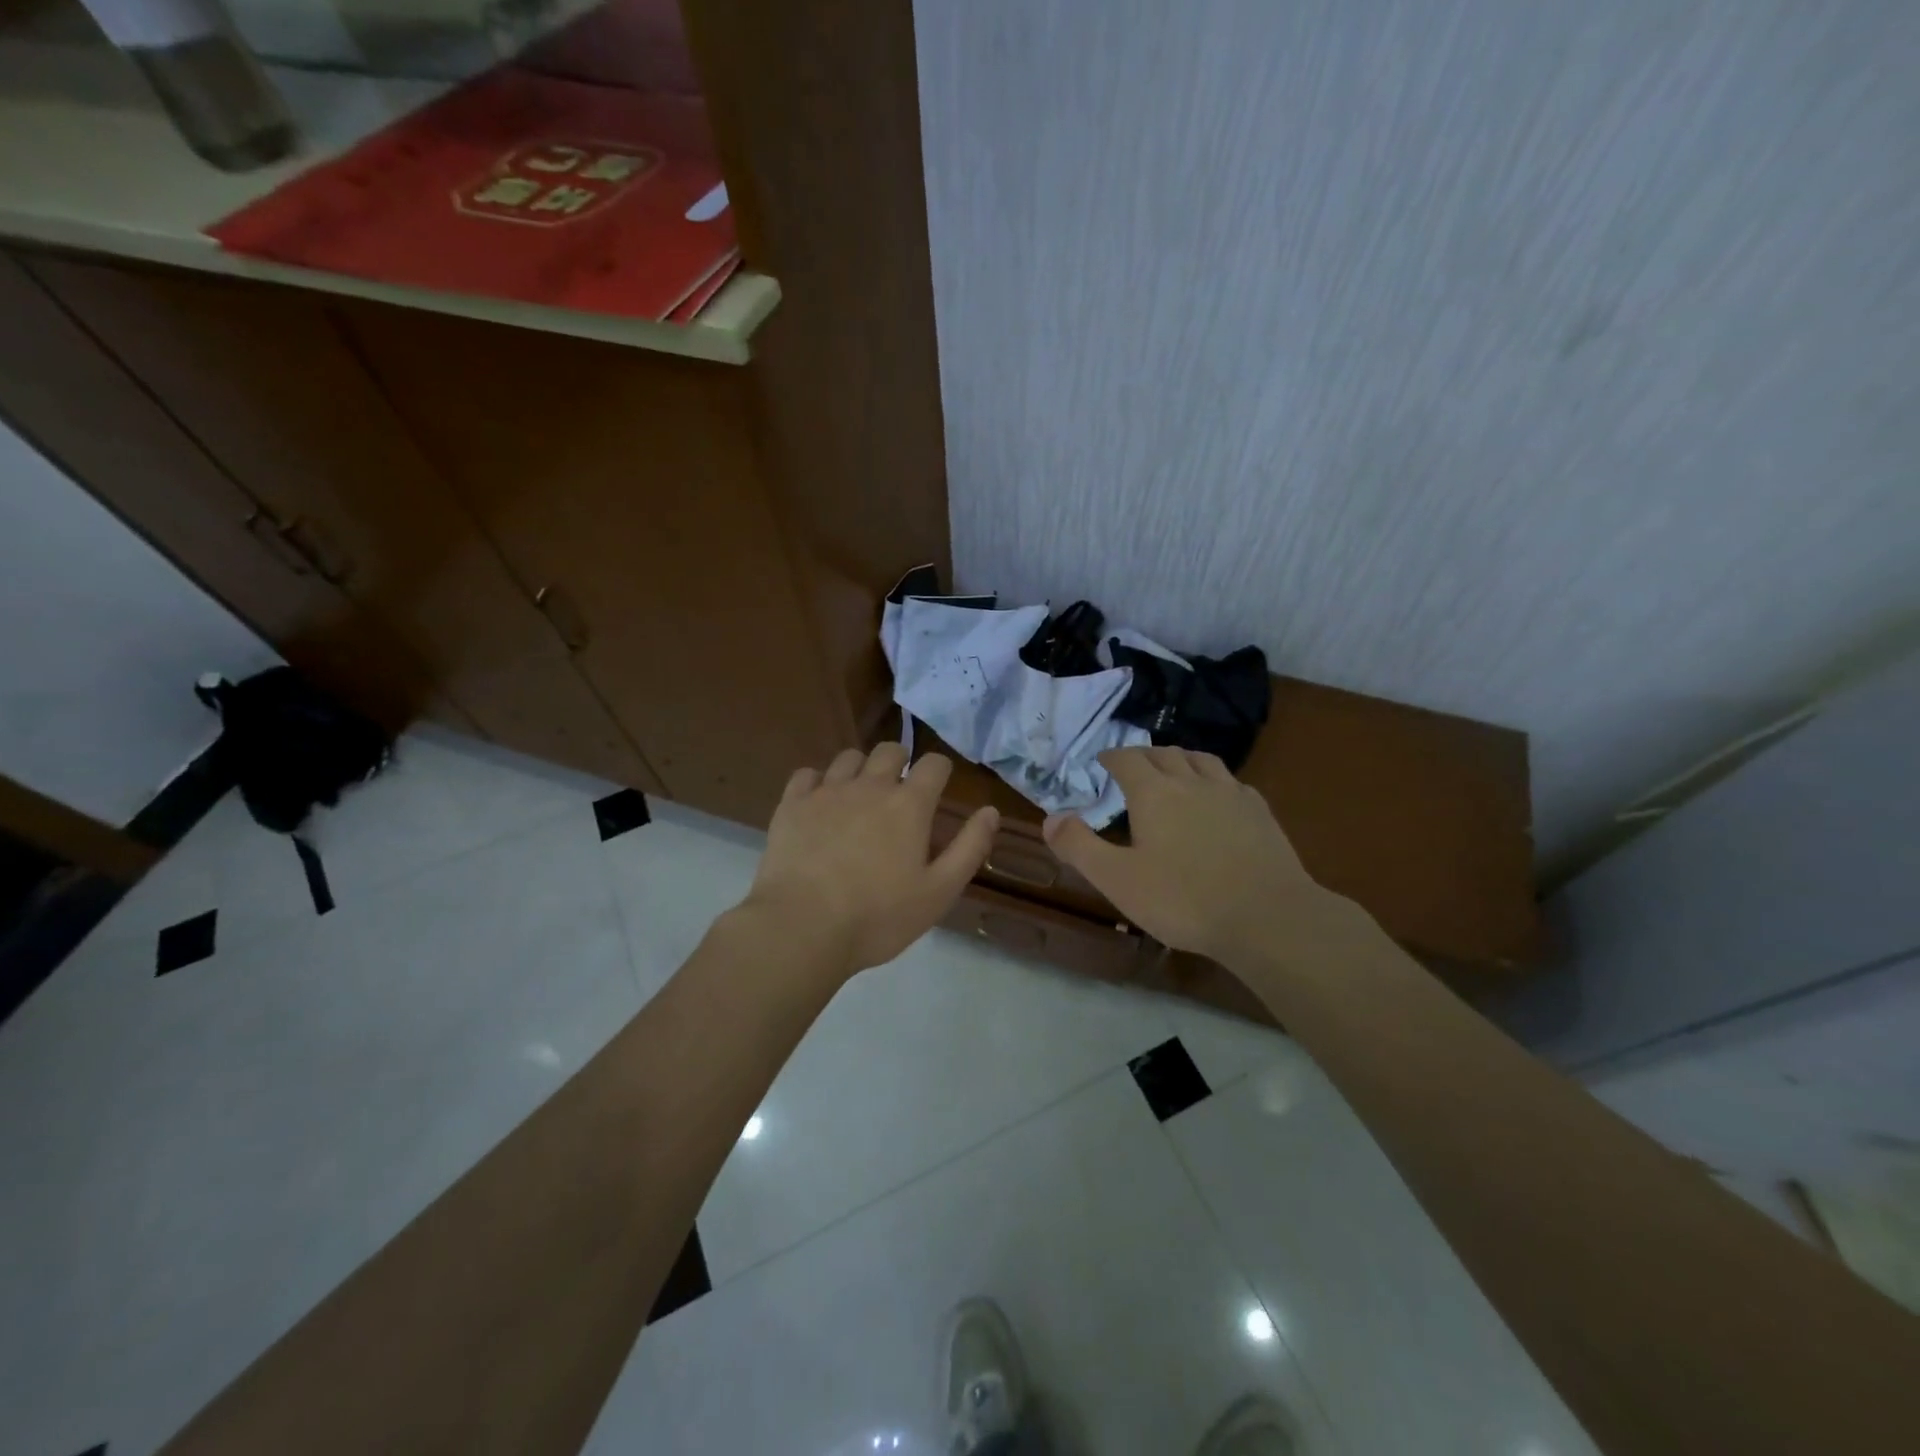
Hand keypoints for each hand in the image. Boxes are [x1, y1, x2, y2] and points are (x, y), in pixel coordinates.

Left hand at [742, 744, 998, 976]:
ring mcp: (827, 791)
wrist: (803, 928)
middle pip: (890, 750)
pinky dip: (817, 783)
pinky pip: (807, 774)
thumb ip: (969, 847)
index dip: (940, 770)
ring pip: (848, 757)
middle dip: (900, 762)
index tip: (938, 787)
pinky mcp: (792, 804)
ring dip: (860, 769)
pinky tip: (819, 805)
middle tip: (899, 792)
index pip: (934, 763)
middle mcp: (870, 785)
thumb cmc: (879, 916)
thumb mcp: (940, 891)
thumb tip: (991, 810)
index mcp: (909, 805)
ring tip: (859, 797)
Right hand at [1043, 746, 1326, 961]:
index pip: (1127, 759)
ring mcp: (1231, 794)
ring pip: (1202, 760)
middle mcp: (1192, 782)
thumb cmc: (1184, 900)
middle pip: (1165, 753)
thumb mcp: (1118, 880)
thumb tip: (1050, 818)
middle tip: (1132, 767)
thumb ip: (1079, 846)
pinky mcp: (1260, 812)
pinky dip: (1215, 781)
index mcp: (1154, 793)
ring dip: (1181, 759)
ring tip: (1174, 771)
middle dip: (1144, 756)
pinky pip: (1232, 782)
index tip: (1102, 761)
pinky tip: (1218, 799)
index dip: (1111, 757)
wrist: (1267, 917)